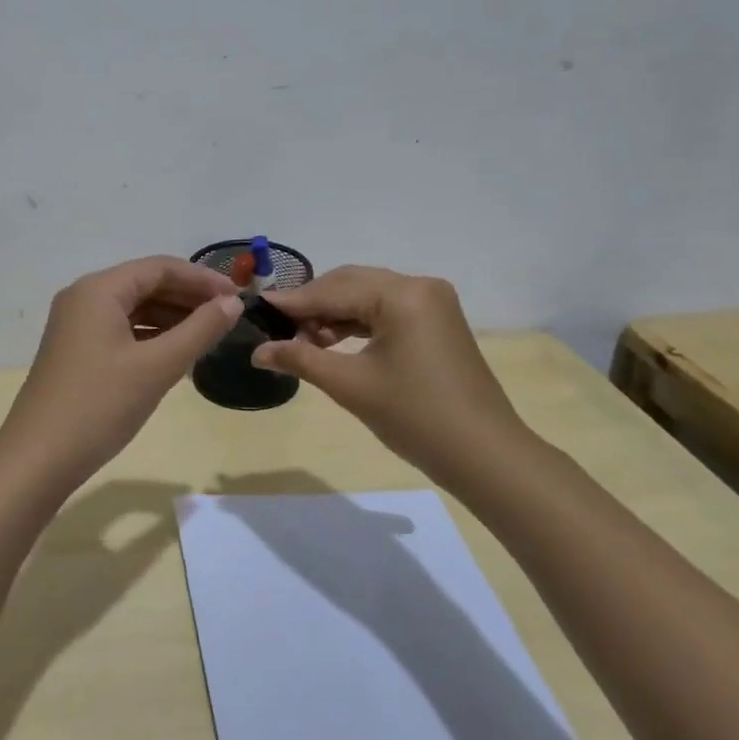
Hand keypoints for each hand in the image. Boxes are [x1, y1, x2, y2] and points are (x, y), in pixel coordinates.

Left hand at [0, 256, 243, 489]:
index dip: (202, 278)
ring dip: (171, 317)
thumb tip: (233, 303)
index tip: (238, 297)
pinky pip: (121, 330)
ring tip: (209, 335)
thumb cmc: (100, 405)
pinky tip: (176, 353)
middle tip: (228, 317)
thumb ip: (199, 330)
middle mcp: (83, 298)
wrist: (39, 458)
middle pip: (145, 284)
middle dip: (188, 297)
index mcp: (99, 290)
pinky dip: (151, 336)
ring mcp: (75, 326)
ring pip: (133, 309)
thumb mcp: (157, 367)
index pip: (159, 268)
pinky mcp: (75, 351)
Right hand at [253, 266, 536, 491]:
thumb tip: (257, 351)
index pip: (333, 290)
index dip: (292, 302)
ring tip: (302, 341)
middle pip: (350, 284)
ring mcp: (432, 303)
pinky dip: (356, 324)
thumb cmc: (415, 416)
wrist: (483, 454)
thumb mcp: (350, 385)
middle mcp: (419, 286)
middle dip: (312, 305)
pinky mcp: (436, 322)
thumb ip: (301, 359)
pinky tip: (331, 342)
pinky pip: (385, 311)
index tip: (256, 307)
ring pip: (367, 297)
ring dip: (333, 315)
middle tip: (277, 329)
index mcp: (403, 294)